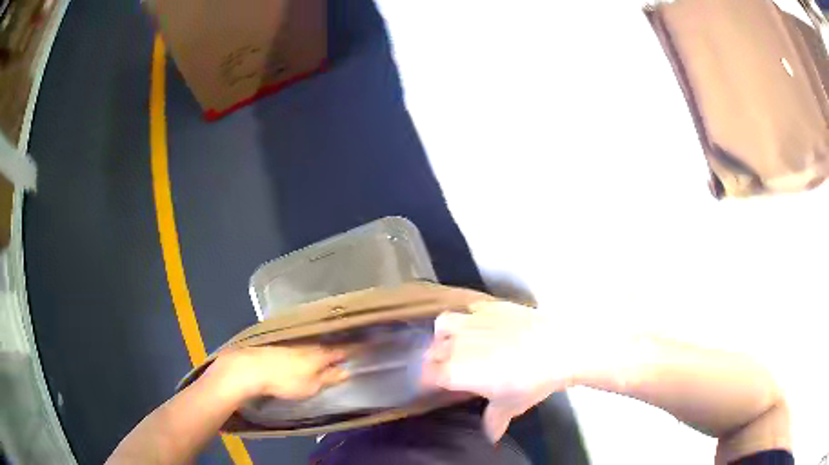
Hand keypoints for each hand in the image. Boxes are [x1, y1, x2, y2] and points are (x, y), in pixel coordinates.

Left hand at [215, 346, 349, 400]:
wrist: (251, 368)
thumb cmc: (285, 380)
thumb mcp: (311, 385)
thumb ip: (329, 377)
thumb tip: (347, 371)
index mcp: (319, 354)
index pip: (341, 350)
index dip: (353, 350)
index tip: (365, 348)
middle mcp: (308, 345)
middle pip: (326, 346)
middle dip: (337, 348)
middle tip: (348, 350)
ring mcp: (292, 344)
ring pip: (312, 345)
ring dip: (321, 348)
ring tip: (329, 352)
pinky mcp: (279, 346)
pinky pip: (299, 346)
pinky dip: (307, 349)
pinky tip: (305, 354)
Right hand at [422, 301, 609, 442]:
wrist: (559, 348)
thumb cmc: (530, 382)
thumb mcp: (509, 407)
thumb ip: (493, 422)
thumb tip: (490, 438)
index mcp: (454, 372)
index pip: (426, 376)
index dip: (429, 383)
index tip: (438, 387)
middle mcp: (455, 344)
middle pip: (432, 352)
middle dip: (436, 362)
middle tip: (452, 370)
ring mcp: (471, 322)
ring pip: (442, 325)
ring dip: (445, 335)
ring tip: (459, 343)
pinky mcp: (488, 306)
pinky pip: (467, 309)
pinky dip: (469, 318)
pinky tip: (483, 326)